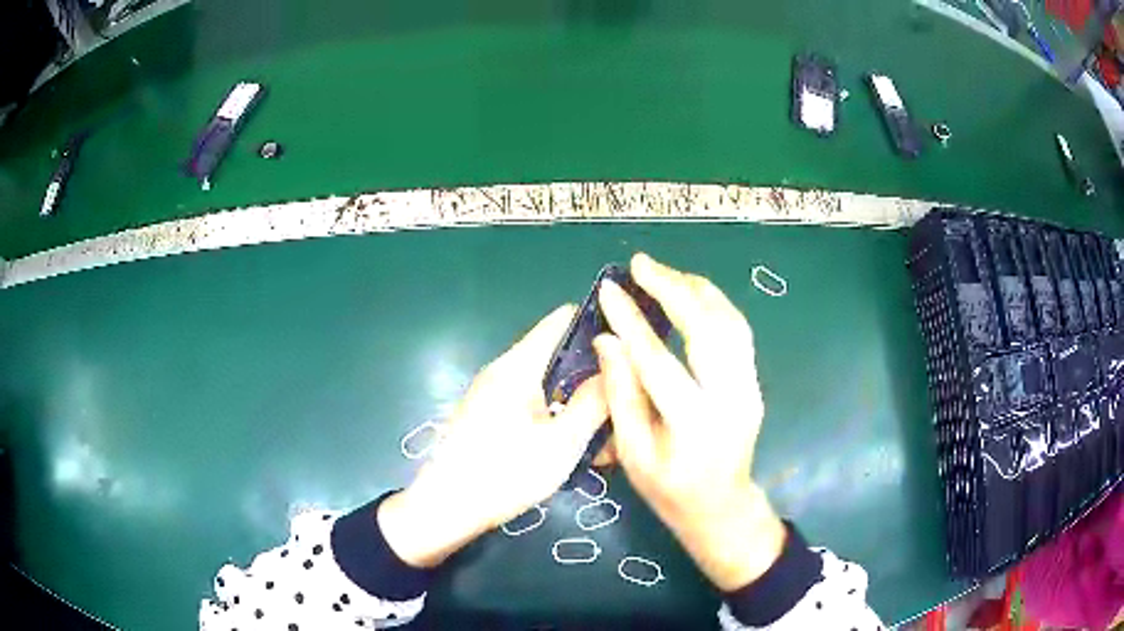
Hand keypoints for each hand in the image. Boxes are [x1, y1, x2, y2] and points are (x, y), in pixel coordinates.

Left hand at [379, 305, 607, 567]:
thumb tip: (616, 366)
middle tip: (625, 403)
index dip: (598, 326)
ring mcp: (493, 395)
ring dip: (577, 404)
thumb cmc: (505, 473)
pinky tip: (574, 449)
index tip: (630, 348)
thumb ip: (592, 402)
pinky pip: (531, 406)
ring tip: (605, 437)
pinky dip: (556, 419)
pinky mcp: (488, 417)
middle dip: (593, 377)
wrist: (445, 508)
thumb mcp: (561, 443)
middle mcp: (504, 371)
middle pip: (558, 356)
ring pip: (548, 385)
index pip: (563, 320)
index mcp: (519, 365)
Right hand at [593, 253, 786, 591]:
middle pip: (706, 329)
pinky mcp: (753, 382)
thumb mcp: (634, 453)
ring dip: (696, 290)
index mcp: (693, 424)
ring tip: (663, 272)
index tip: (609, 290)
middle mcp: (730, 398)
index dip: (631, 321)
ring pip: (729, 323)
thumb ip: (621, 396)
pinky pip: (738, 332)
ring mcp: (749, 388)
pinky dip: (714, 304)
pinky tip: (691, 292)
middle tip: (640, 263)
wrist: (721, 506)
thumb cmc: (669, 490)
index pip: (657, 361)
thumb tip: (607, 341)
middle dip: (672, 289)